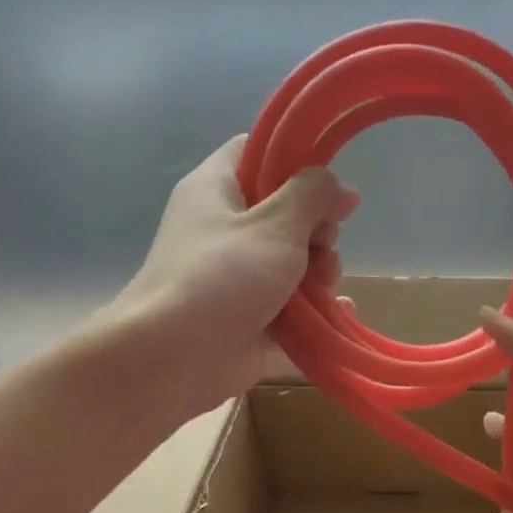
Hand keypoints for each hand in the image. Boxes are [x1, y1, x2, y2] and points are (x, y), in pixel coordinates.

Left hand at [111, 136, 358, 413]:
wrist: (170, 361)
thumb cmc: (220, 278)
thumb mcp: (275, 225)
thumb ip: (313, 197)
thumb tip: (343, 187)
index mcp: (216, 189)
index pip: (255, 152)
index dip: (294, 160)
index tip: (327, 184)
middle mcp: (224, 229)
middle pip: (285, 212)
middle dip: (318, 231)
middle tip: (323, 248)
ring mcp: (236, 276)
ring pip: (293, 261)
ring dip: (320, 273)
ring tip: (324, 289)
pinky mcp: (248, 317)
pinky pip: (292, 306)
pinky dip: (316, 309)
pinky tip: (340, 313)